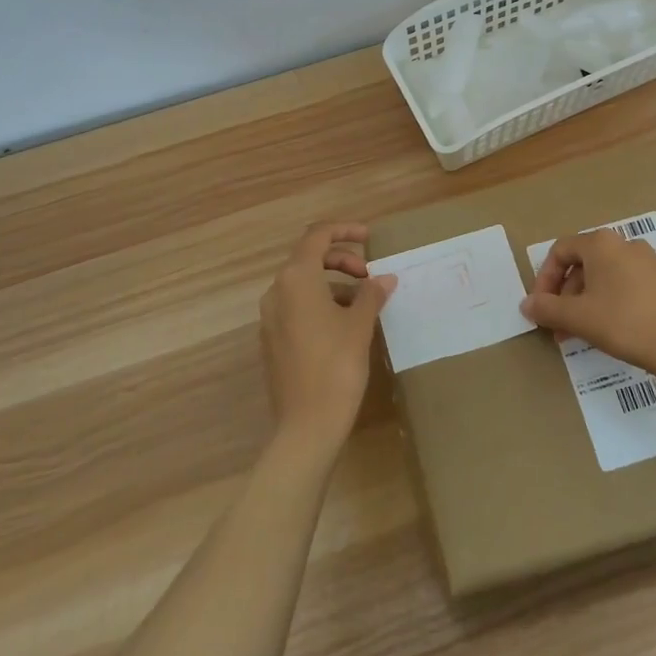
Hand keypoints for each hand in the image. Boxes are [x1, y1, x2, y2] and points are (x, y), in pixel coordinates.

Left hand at [258, 222, 396, 457]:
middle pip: (308, 259)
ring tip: (364, 303)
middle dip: (341, 260)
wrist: (307, 424)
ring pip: (303, 285)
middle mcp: (276, 292)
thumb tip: (384, 279)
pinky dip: (321, 304)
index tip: (370, 238)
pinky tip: (345, 326)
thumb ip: (371, 294)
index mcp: (296, 279)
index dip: (344, 231)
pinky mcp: (273, 340)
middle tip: (370, 276)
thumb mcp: (360, 325)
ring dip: (333, 284)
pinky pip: (297, 307)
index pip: (317, 237)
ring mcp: (270, 318)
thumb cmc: (336, 366)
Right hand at [522, 226, 655, 378]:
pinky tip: (613, 330)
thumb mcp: (577, 317)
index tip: (541, 307)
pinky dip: (612, 303)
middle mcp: (626, 244)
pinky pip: (629, 286)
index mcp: (601, 244)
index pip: (560, 251)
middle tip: (559, 326)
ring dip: (587, 302)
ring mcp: (650, 262)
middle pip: (583, 264)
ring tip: (582, 333)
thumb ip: (547, 308)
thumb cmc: (623, 322)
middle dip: (566, 295)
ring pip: (606, 277)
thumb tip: (526, 304)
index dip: (544, 279)